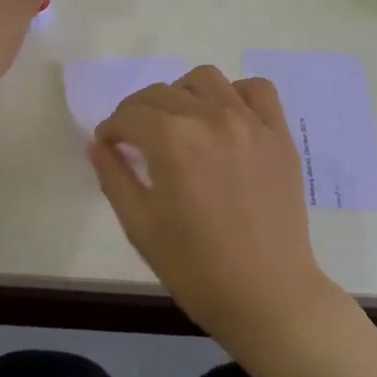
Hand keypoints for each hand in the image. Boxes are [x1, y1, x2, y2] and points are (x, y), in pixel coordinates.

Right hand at [87, 66, 340, 352]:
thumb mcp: (141, 226)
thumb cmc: (196, 268)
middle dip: (139, 112)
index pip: (130, 114)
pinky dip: (236, 94)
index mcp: (173, 141)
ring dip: (183, 94)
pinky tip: (226, 118)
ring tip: (180, 123)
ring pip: (206, 79)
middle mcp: (211, 118)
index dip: (112, 128)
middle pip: (162, 93)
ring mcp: (250, 122)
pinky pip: (257, 90)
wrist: (267, 296)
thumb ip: (114, 177)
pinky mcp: (279, 134)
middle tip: (136, 139)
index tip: (109, 145)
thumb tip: (98, 145)